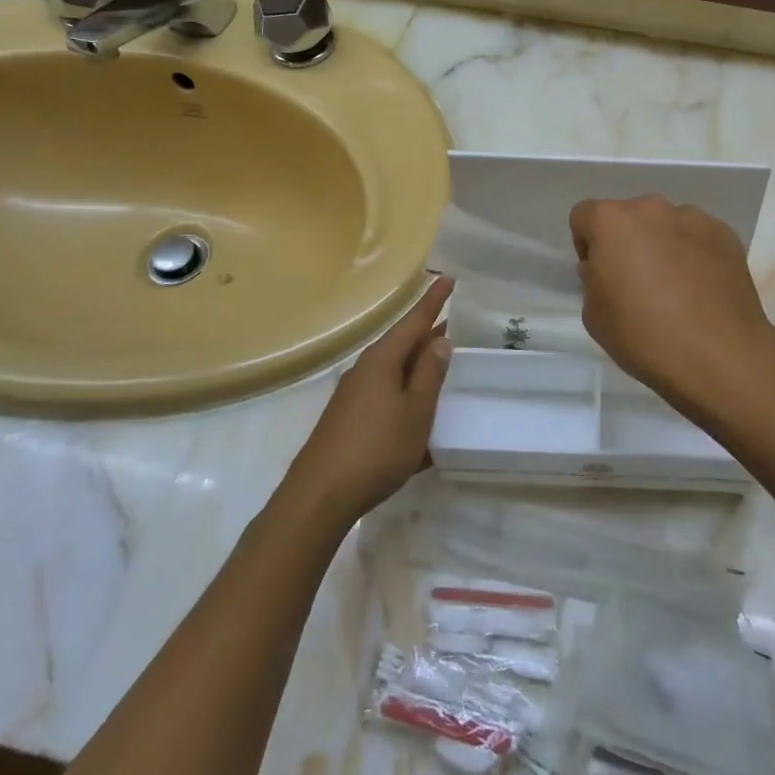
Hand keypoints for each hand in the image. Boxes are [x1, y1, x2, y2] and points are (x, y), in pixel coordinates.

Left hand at [287, 277, 453, 522]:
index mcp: (382, 360)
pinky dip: (406, 393)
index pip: (414, 321)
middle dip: (427, 335)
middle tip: (455, 325)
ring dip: (418, 366)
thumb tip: (439, 340)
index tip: (448, 277)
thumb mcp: (416, 411)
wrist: (319, 497)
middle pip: (402, 344)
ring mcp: (354, 395)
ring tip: (442, 365)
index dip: (433, 301)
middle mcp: (365, 370)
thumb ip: (430, 374)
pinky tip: (418, 413)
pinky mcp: (349, 419)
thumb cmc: (376, 449)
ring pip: (394, 370)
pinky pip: (385, 394)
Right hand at [569, 196, 774, 412]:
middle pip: (629, 217)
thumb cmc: (644, 336)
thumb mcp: (594, 316)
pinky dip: (694, 254)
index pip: (584, 216)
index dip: (586, 244)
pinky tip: (701, 290)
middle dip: (627, 242)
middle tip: (636, 283)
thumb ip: (593, 280)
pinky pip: (698, 237)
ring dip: (662, 245)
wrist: (719, 357)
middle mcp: (652, 209)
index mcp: (612, 222)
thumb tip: (608, 268)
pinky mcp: (726, 234)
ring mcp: (693, 218)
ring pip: (666, 225)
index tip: (599, 275)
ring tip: (675, 288)